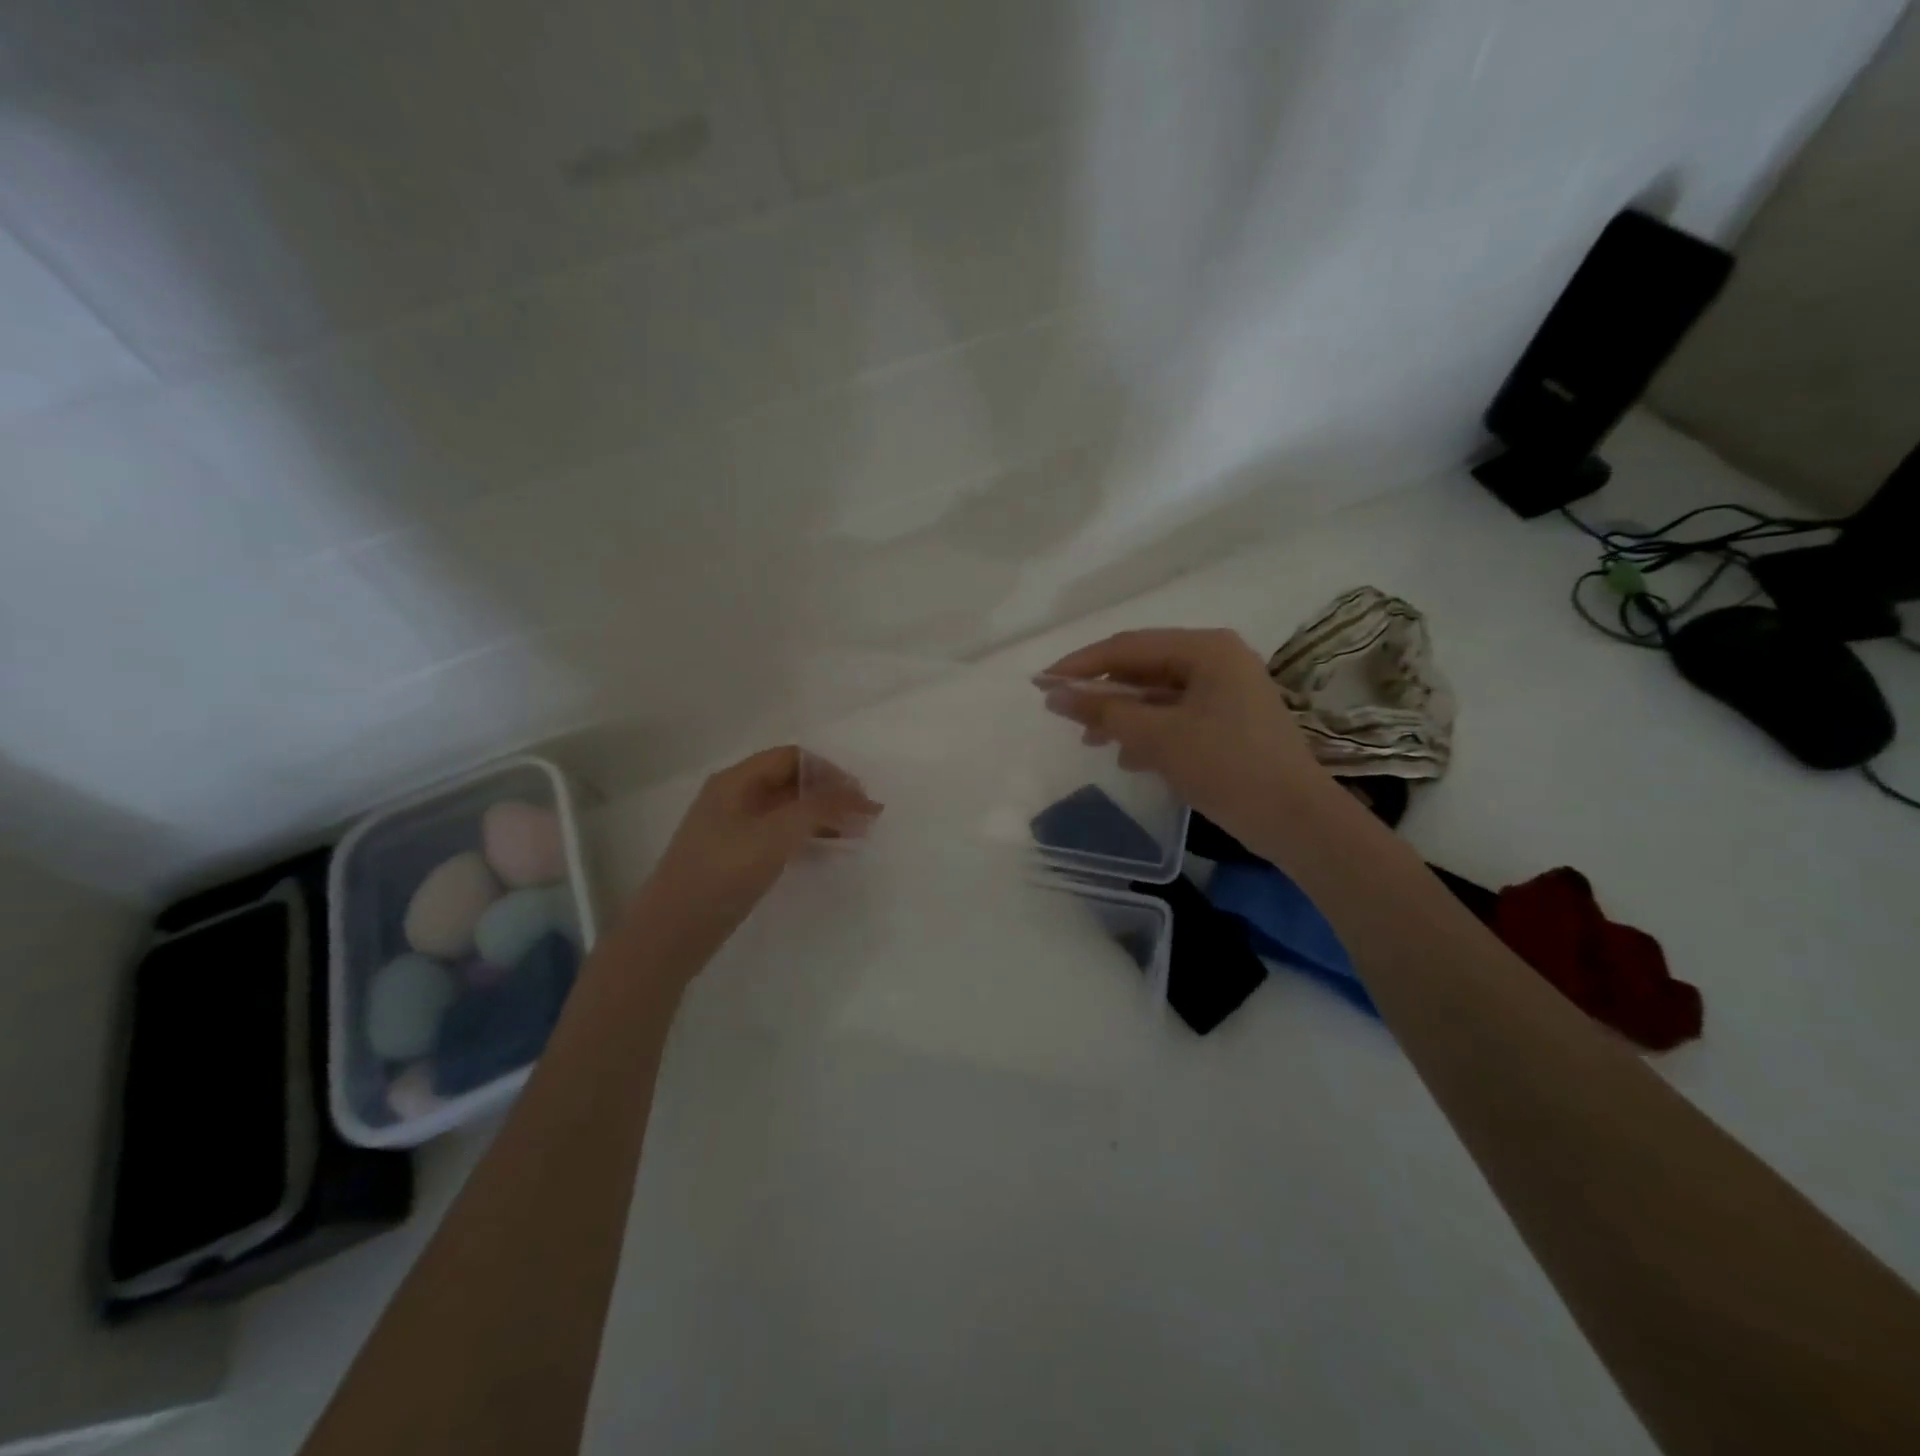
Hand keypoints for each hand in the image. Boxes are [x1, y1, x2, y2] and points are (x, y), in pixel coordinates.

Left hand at [633, 746, 879, 958]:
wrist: (672, 932)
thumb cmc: (723, 873)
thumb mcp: (776, 834)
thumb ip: (819, 807)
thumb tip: (860, 794)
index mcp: (736, 780)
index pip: (792, 758)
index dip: (829, 771)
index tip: (859, 796)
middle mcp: (733, 797)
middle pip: (790, 782)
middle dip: (830, 795)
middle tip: (864, 818)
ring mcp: (732, 828)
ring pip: (787, 810)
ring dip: (822, 817)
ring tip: (854, 835)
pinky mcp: (735, 856)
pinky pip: (778, 834)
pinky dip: (805, 837)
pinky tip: (824, 852)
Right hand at [1040, 628, 1332, 838]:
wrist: (1295, 820)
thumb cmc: (1227, 766)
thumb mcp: (1158, 737)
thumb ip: (1104, 712)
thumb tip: (1054, 694)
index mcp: (1206, 648)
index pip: (1128, 647)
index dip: (1080, 665)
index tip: (1041, 683)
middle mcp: (1217, 659)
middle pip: (1143, 667)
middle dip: (1103, 693)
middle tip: (1064, 714)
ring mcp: (1226, 691)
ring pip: (1157, 695)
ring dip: (1123, 716)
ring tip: (1092, 742)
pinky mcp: (1228, 721)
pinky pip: (1176, 716)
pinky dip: (1149, 732)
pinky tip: (1129, 759)